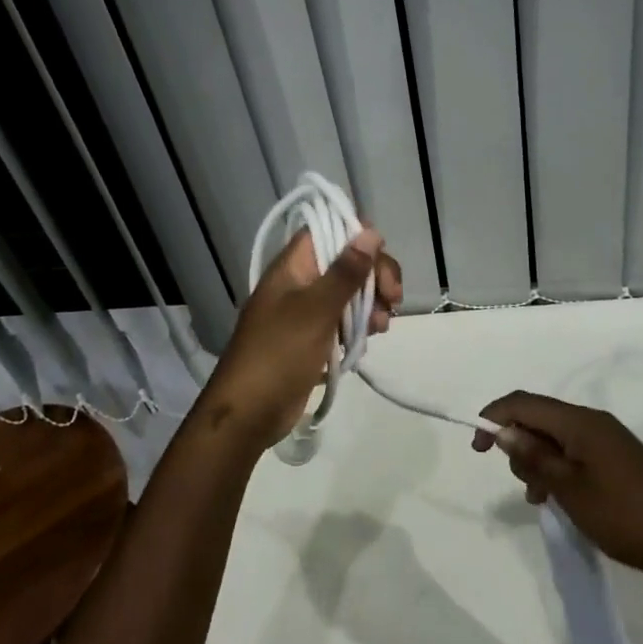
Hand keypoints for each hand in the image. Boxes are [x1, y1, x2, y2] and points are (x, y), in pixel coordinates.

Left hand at [203, 226, 402, 448]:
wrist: (249, 413)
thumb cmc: (280, 353)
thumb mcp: (317, 309)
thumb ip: (346, 271)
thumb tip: (370, 233)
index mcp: (293, 266)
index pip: (328, 231)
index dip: (357, 236)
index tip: (381, 257)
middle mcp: (299, 282)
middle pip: (345, 261)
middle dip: (373, 276)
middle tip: (393, 299)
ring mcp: (305, 311)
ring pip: (348, 293)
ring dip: (371, 303)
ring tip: (381, 326)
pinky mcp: (312, 338)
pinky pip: (342, 320)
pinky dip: (359, 325)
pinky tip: (370, 338)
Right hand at [472, 392, 642, 579]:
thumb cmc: (624, 515)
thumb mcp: (569, 489)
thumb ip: (534, 457)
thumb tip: (504, 431)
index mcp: (579, 422)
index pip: (524, 403)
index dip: (494, 417)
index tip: (476, 447)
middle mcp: (592, 421)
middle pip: (539, 418)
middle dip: (518, 444)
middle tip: (523, 485)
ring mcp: (607, 439)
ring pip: (554, 437)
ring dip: (537, 460)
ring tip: (540, 498)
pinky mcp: (616, 459)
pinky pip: (573, 452)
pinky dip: (557, 469)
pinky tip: (557, 499)